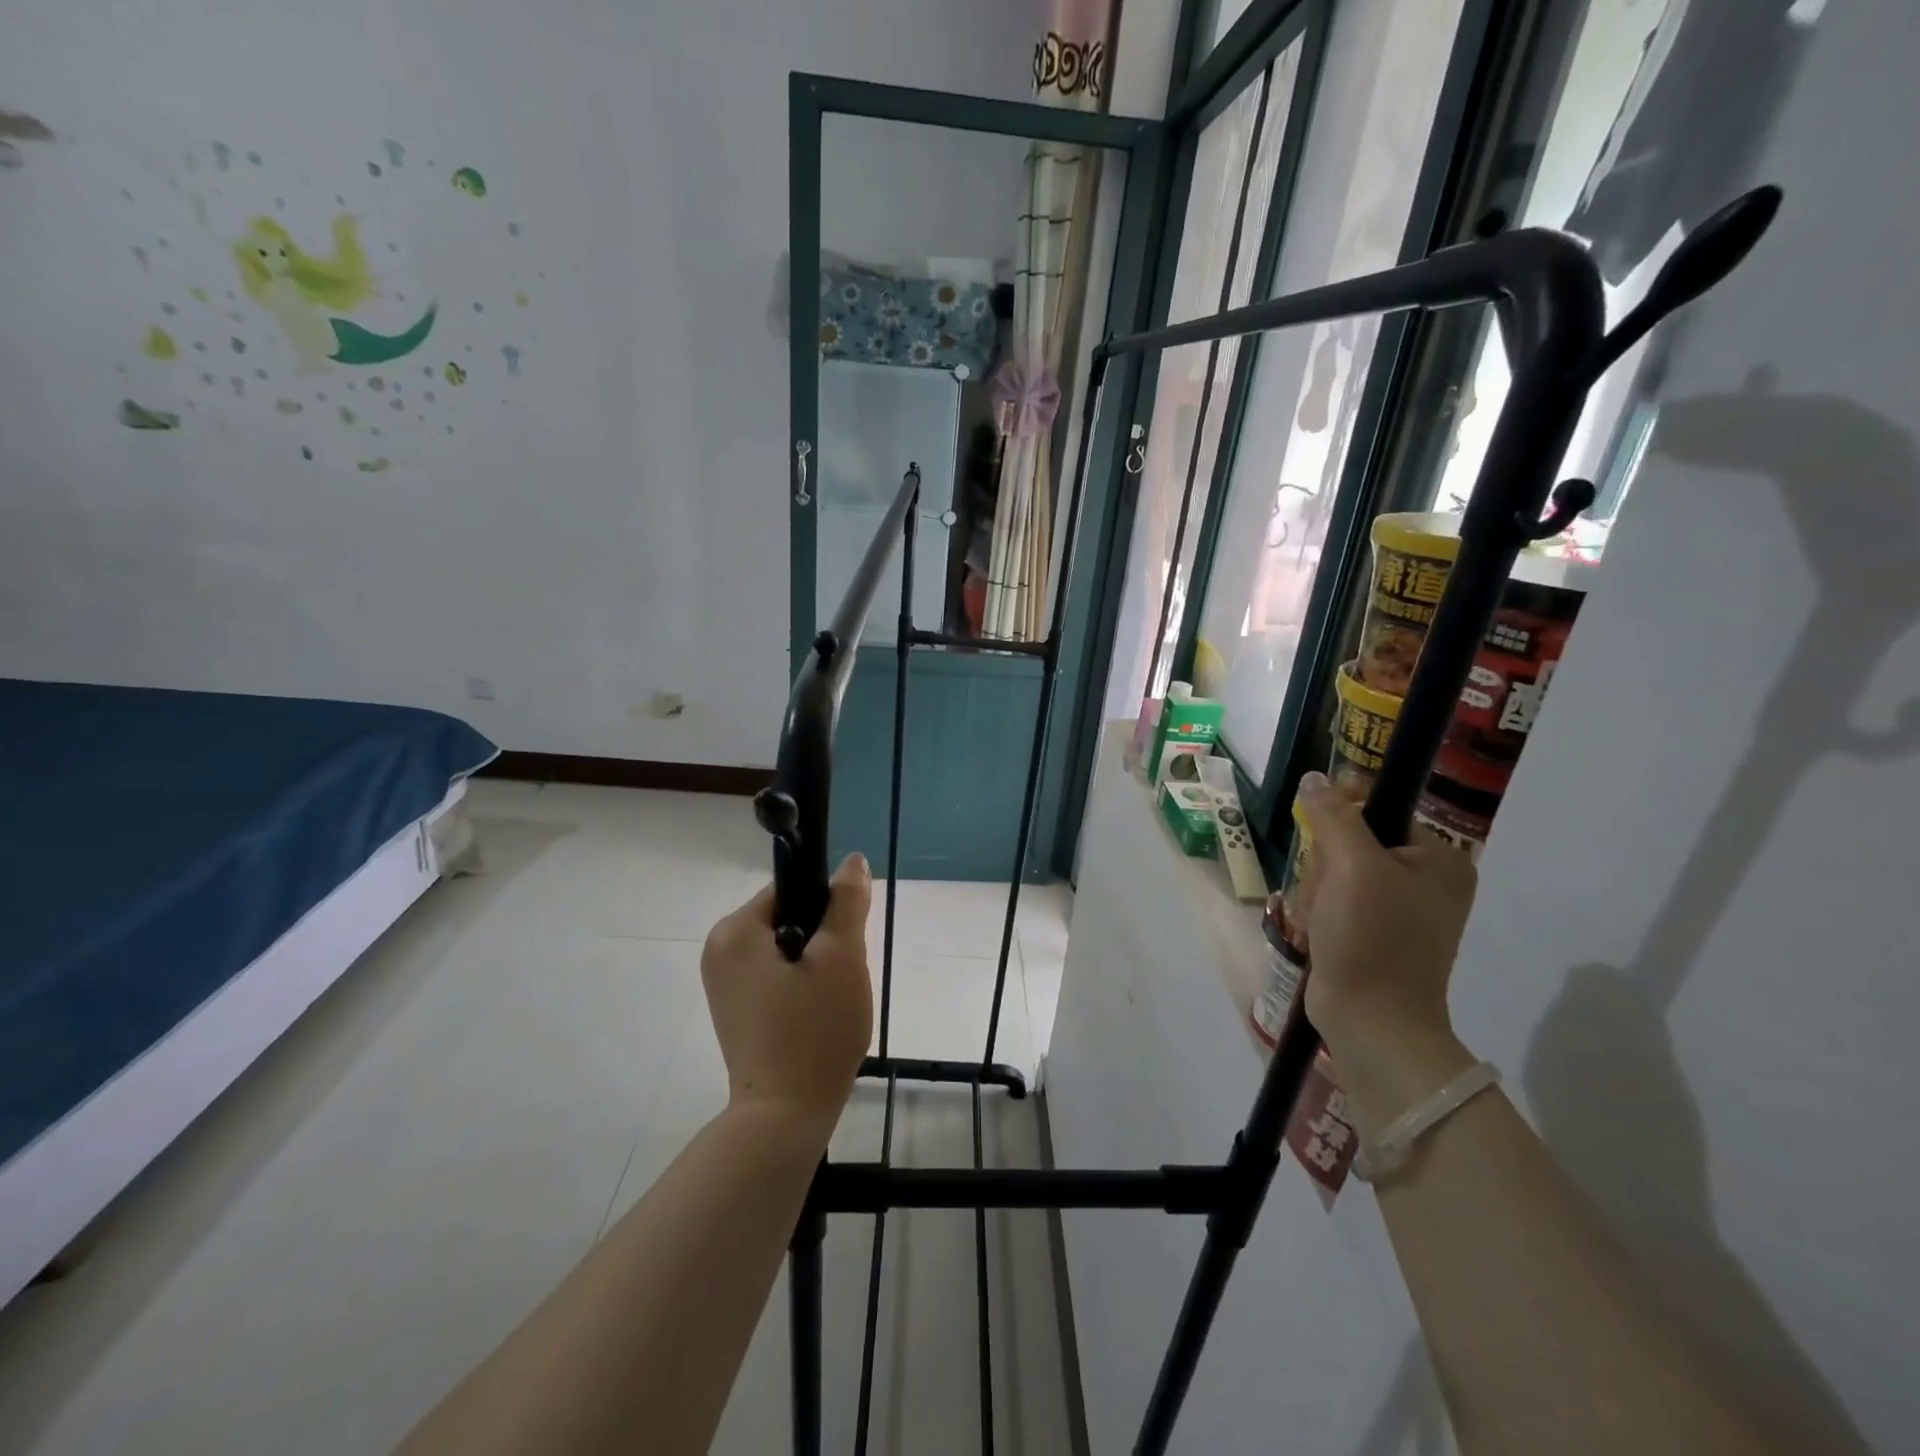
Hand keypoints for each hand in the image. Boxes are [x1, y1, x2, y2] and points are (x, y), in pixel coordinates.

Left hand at [701, 855, 874, 1134]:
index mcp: (734, 931)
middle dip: (823, 940)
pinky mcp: (735, 1013)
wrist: (784, 1117)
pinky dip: (801, 988)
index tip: (846, 941)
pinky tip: (817, 1016)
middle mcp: (719, 951)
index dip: (827, 907)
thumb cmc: (814, 1029)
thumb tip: (853, 861)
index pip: (790, 890)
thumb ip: (846, 902)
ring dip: (816, 965)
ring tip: (832, 1000)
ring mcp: (723, 986)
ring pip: (786, 951)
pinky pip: (776, 979)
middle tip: (842, 976)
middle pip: (788, 920)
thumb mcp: (842, 956)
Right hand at [1294, 772, 1478, 1130]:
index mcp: (1438, 860)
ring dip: (1315, 895)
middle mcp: (1424, 881)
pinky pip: (1330, 902)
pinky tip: (1318, 936)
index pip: (1378, 810)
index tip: (1324, 844)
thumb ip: (1333, 815)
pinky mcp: (1370, 934)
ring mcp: (1396, 910)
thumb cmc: (1372, 938)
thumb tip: (1315, 778)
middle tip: (1328, 896)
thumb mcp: (1352, 866)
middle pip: (1348, 843)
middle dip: (1324, 868)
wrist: (1370, 1022)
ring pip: (1332, 874)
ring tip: (1321, 924)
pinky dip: (1317, 916)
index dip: (1341, 820)